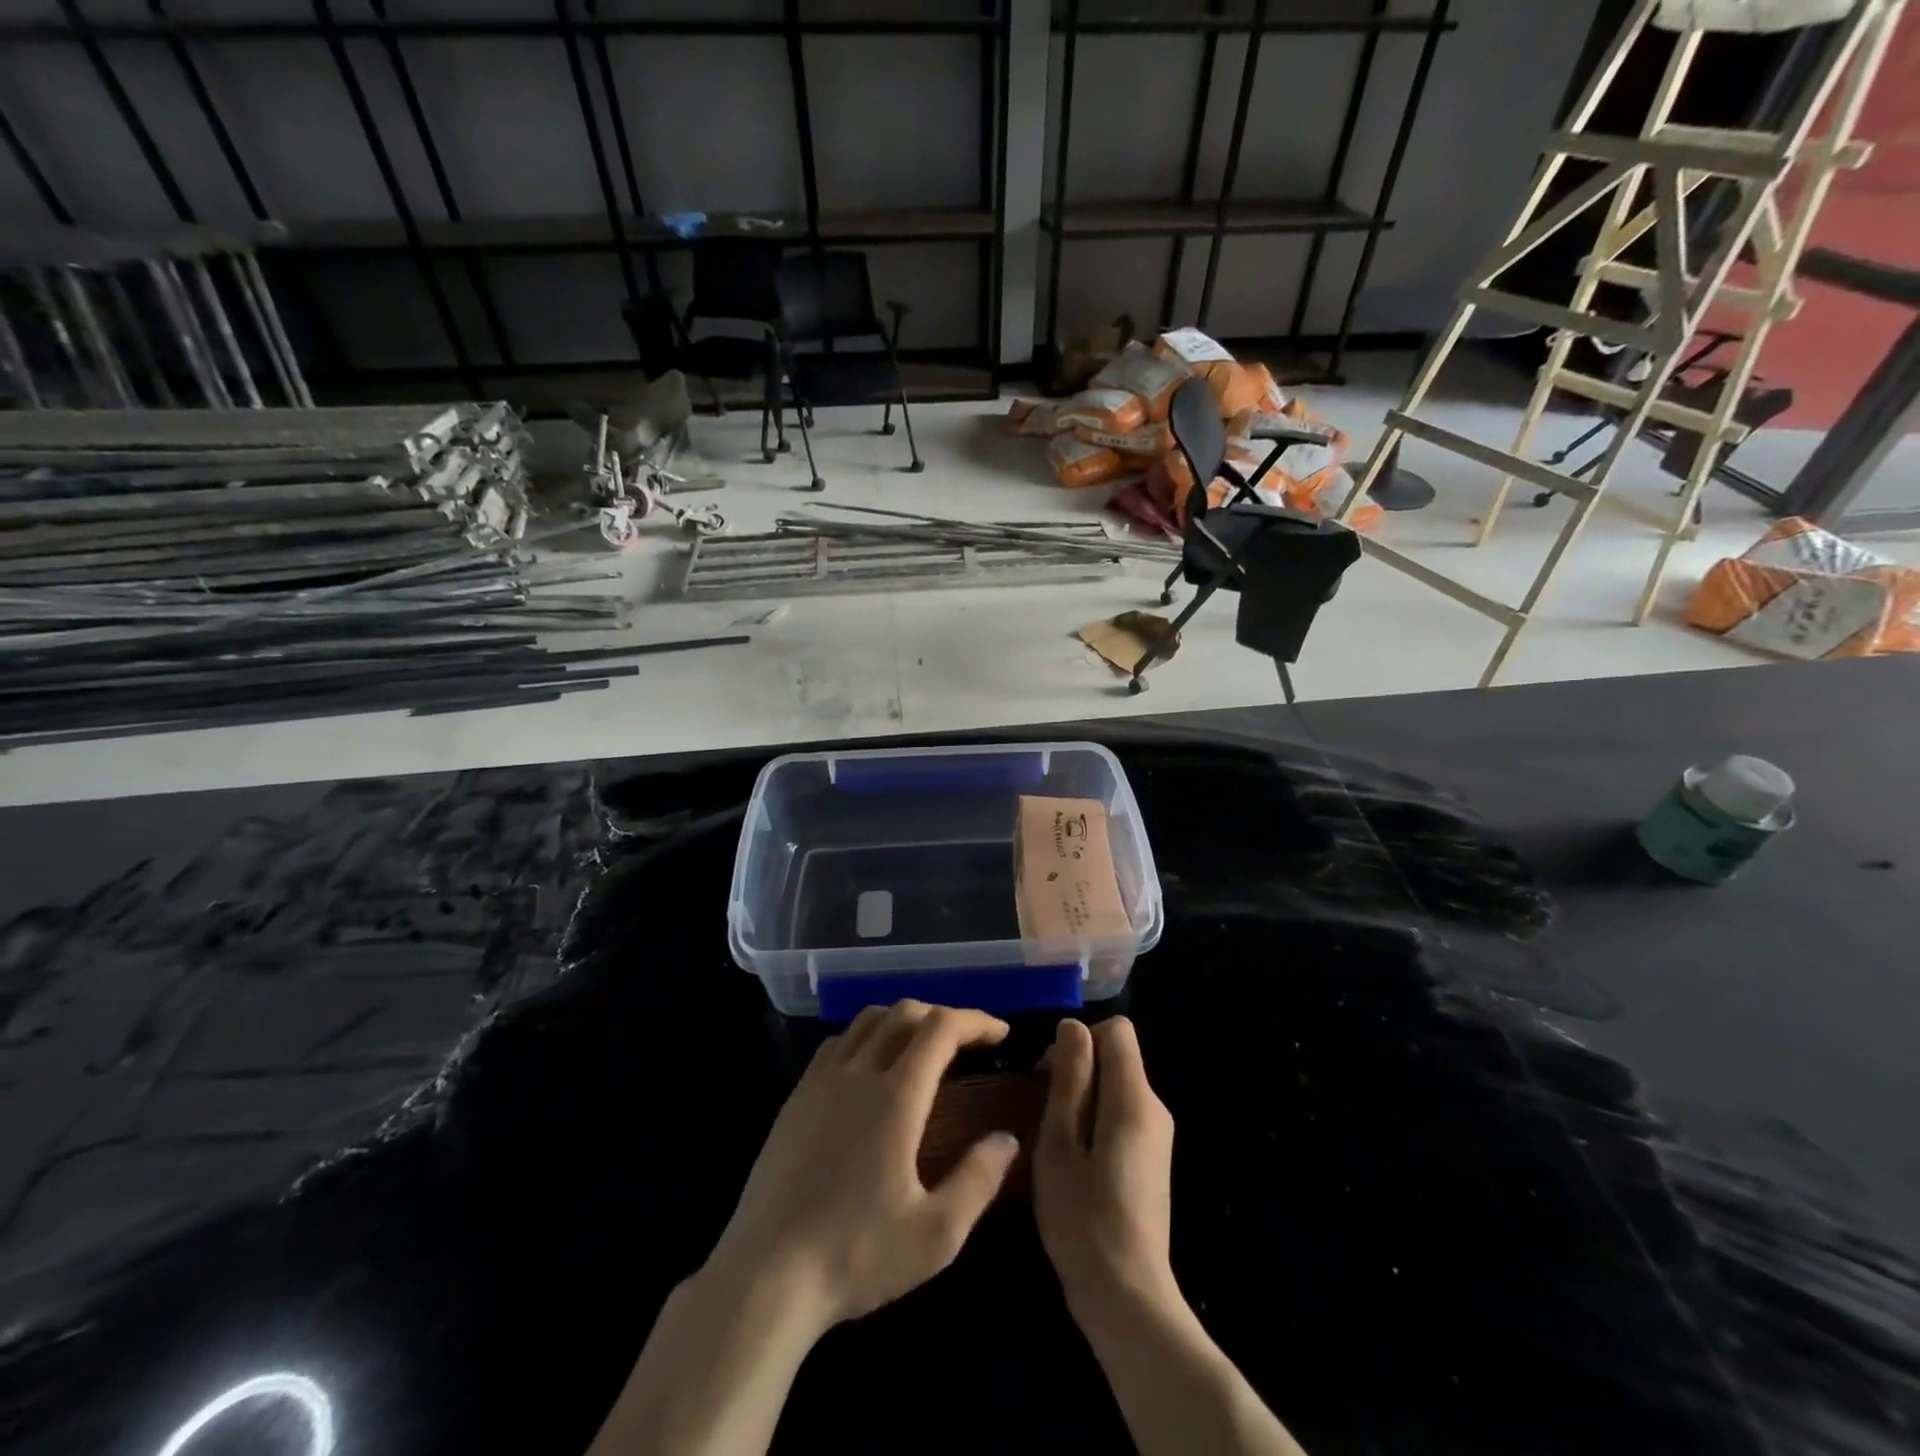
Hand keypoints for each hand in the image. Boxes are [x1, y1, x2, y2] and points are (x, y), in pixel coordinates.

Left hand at [704, 1000, 1021, 1338]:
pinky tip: (871, 1067)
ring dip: (903, 1020)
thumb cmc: (856, 1255)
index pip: (941, 1028)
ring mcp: (820, 1081)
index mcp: (896, 1096)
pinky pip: (837, 1043)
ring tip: (923, 1046)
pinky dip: (866, 1036)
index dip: (975, 1021)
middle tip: (969, 1042)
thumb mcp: (935, 1235)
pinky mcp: (795, 1098)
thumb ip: (978, 1180)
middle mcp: (858, 1072)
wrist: (765, 1276)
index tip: (1001, 1033)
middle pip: (905, 1013)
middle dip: (943, 1015)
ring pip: (867, 1020)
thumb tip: (1007, 1139)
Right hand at [1033, 1017, 1179, 1328]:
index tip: (1050, 1073)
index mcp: (1134, 1098)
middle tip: (1043, 1110)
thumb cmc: (1083, 1217)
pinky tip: (1075, 1159)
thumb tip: (1072, 1026)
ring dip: (1083, 1097)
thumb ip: (1070, 1078)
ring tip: (1054, 1138)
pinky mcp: (1153, 1159)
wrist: (1127, 1297)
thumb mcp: (1060, 1142)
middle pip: (1117, 1057)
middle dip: (1078, 1069)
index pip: (1116, 1030)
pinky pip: (1122, 1114)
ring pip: (1117, 1086)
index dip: (1080, 1038)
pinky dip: (1096, 1120)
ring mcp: (1158, 1136)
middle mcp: (1154, 1108)